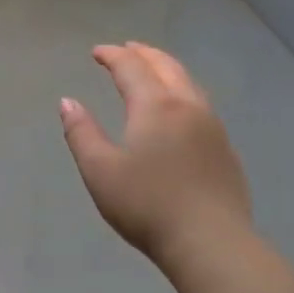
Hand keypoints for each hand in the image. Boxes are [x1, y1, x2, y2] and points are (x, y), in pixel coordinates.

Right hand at [59, 42, 253, 270]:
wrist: (211, 243)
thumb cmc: (146, 205)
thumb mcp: (99, 170)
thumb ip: (81, 132)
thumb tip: (68, 102)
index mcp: (155, 106)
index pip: (131, 68)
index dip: (112, 56)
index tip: (96, 52)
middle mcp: (187, 107)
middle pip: (166, 67)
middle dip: (144, 54)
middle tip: (126, 49)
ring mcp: (212, 128)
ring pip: (189, 84)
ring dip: (167, 69)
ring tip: (153, 69)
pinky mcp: (225, 151)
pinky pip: (201, 105)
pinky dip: (183, 91)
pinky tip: (179, 110)